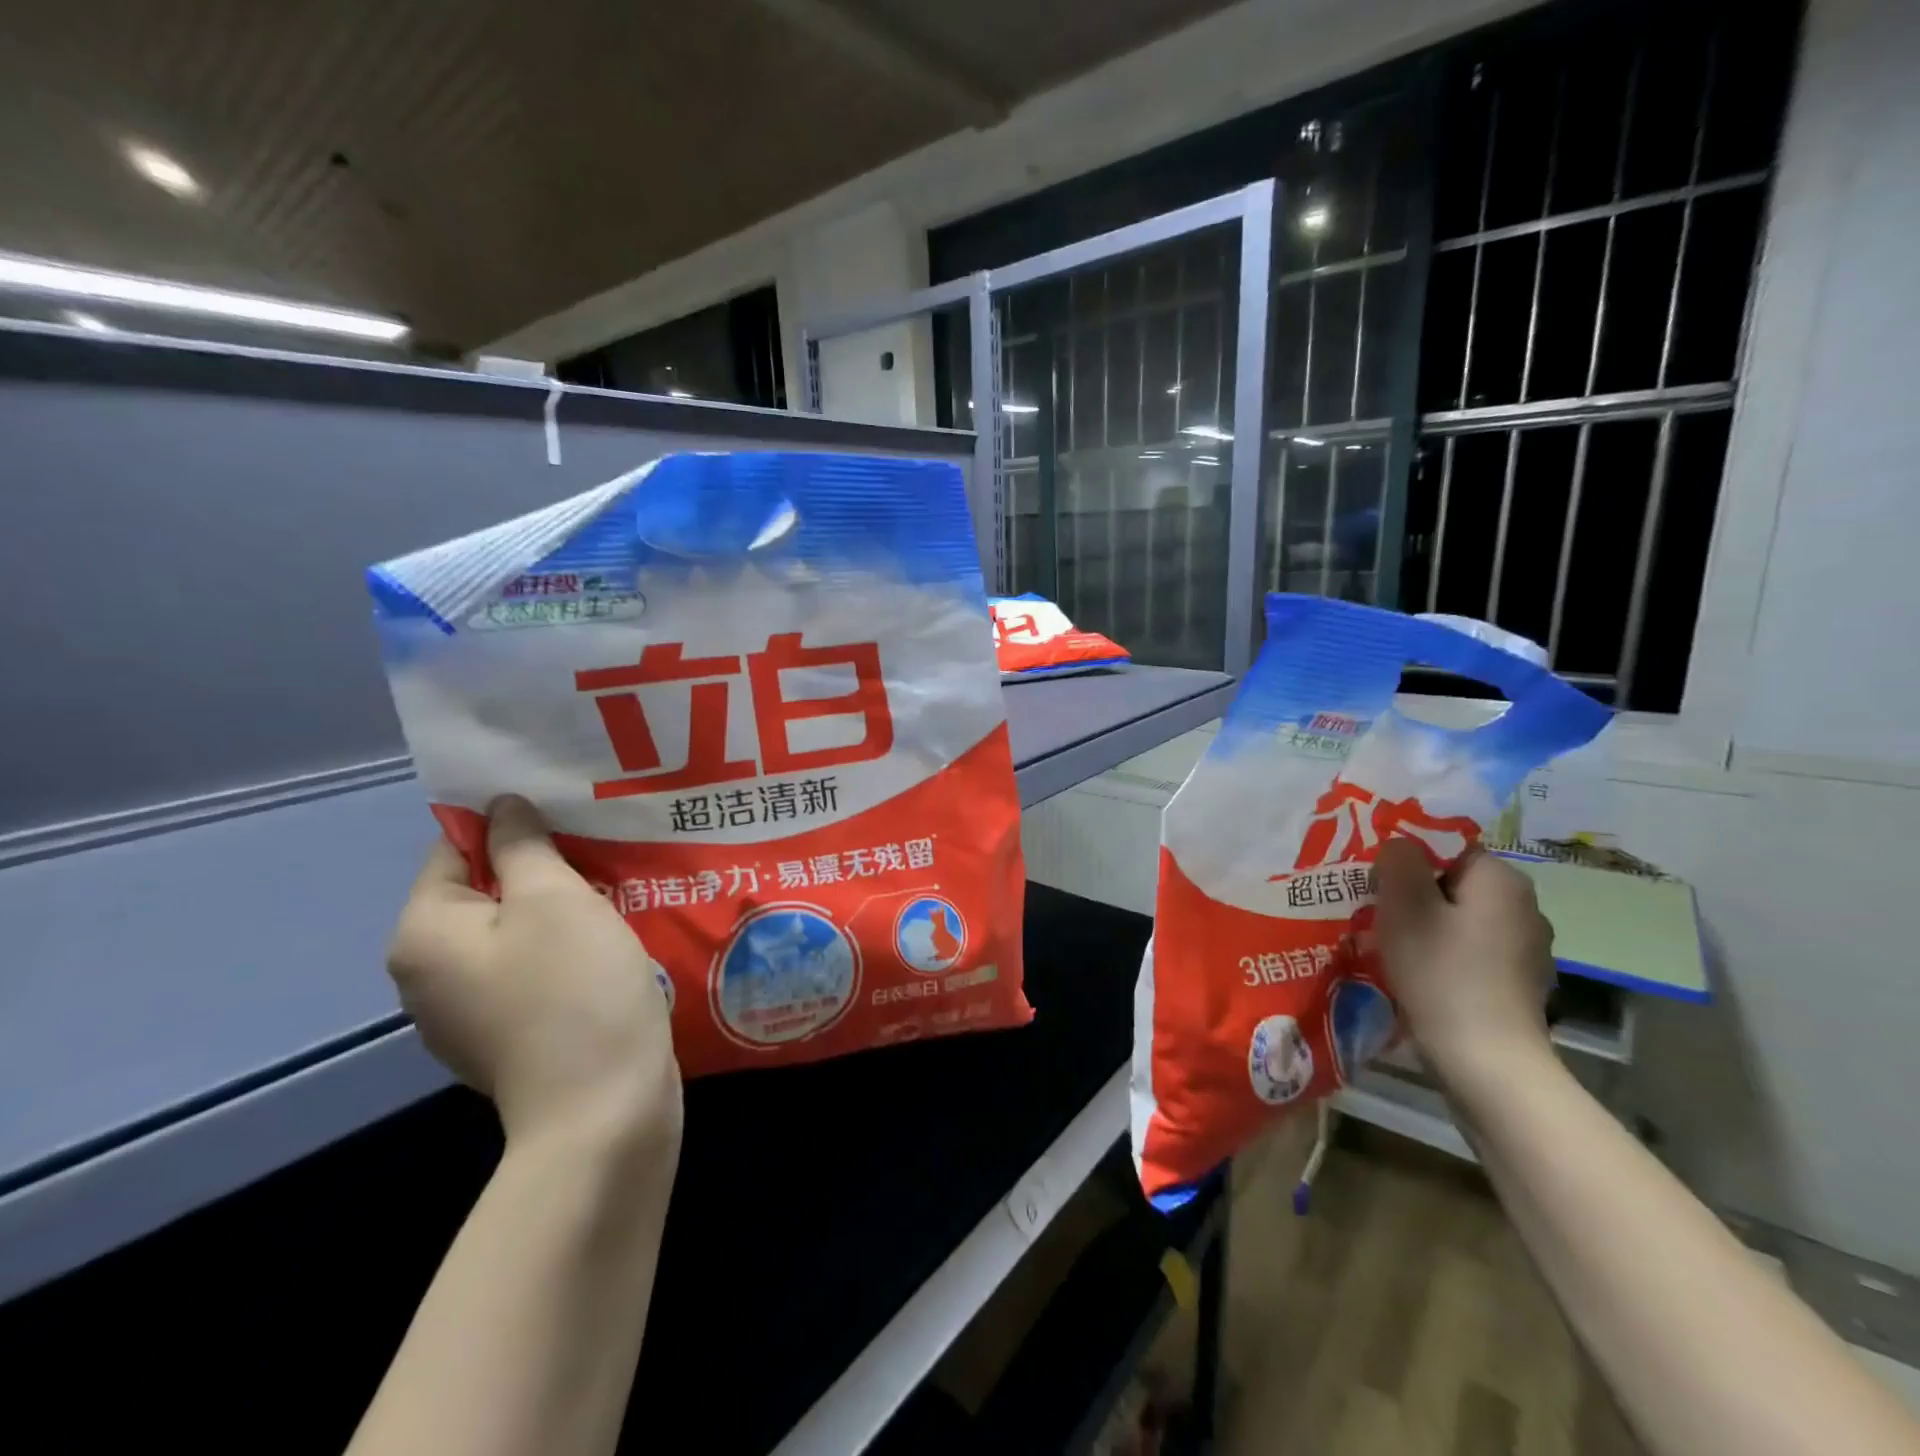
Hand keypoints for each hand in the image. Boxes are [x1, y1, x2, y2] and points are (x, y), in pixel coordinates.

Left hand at [388, 796, 681, 1166]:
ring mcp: (466, 1013)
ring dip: (558, 910)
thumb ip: (522, 845)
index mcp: (424, 934)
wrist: (603, 1109)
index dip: (511, 824)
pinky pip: (529, 971)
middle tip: (602, 852)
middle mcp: (428, 974)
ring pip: (512, 933)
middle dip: (541, 869)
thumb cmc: (574, 988)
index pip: (455, 849)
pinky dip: (562, 951)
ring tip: (614, 892)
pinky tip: (607, 947)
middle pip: (484, 892)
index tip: (571, 817)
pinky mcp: (507, 1038)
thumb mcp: (554, 898)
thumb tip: (501, 807)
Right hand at [1373, 838, 1556, 1095]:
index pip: (1446, 846)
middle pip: (1453, 881)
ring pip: (1461, 916)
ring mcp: (1527, 946)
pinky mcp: (1519, 981)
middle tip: (1374, 911)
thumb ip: (1398, 861)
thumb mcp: (1404, 905)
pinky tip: (1421, 972)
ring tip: (1390, 943)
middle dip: (1412, 892)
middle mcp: (1524, 905)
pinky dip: (1444, 952)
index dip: (1405, 857)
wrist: (1487, 1060)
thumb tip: (1399, 845)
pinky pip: (1471, 949)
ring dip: (1426, 923)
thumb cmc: (1440, 971)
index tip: (1374, 880)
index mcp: (1501, 879)